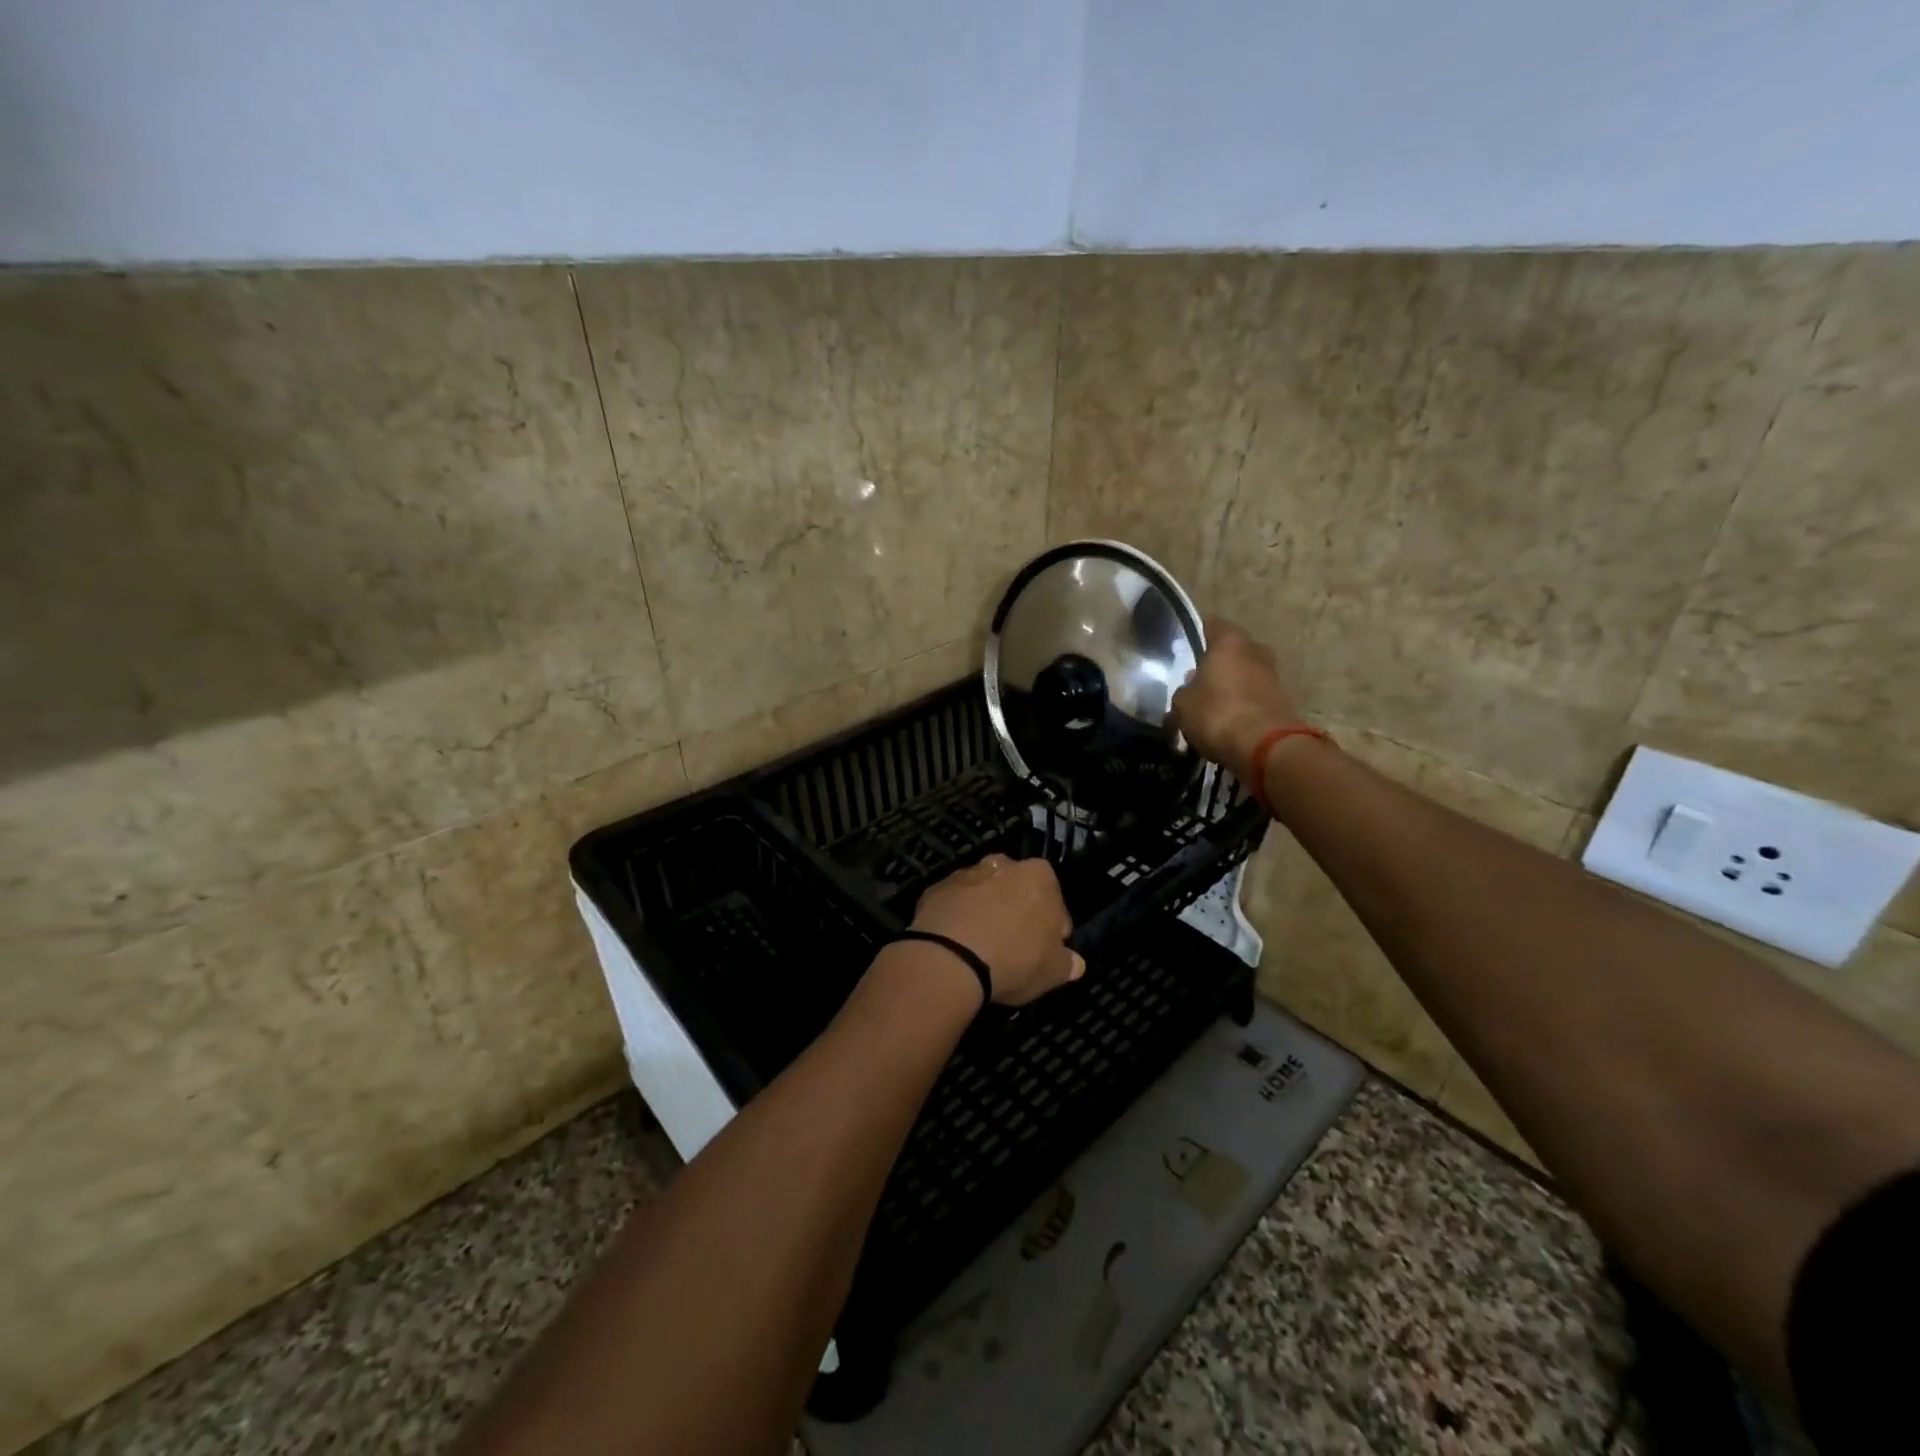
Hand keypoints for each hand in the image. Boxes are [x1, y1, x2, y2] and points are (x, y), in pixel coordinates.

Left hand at [910, 855, 1085, 1006]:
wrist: (949, 959)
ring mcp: (966, 874)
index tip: (1047, 948)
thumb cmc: (1014, 960)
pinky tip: (956, 945)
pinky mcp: (935, 889)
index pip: (1055, 901)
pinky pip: (954, 904)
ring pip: (983, 893)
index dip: (1053, 927)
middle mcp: (1003, 864)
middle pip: (1016, 889)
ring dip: (985, 912)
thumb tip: (1075, 963)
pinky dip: (957, 919)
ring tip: (981, 948)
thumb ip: (1067, 963)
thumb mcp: (1053, 971)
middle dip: (1017, 911)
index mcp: (1039, 876)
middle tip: (1014, 946)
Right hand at [1171, 617, 1304, 784]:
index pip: (1211, 625)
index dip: (1197, 633)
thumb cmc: (1217, 714)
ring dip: (1232, 684)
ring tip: (1211, 703)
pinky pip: (1255, 696)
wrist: (1266, 748)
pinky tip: (1228, 720)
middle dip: (1217, 661)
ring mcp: (1273, 676)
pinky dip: (1243, 704)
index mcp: (1230, 642)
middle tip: (1197, 677)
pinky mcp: (1283, 702)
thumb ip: (1185, 690)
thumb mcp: (1183, 704)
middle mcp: (1255, 651)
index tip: (1184, 646)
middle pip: (1233, 649)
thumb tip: (1190, 688)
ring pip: (1246, 673)